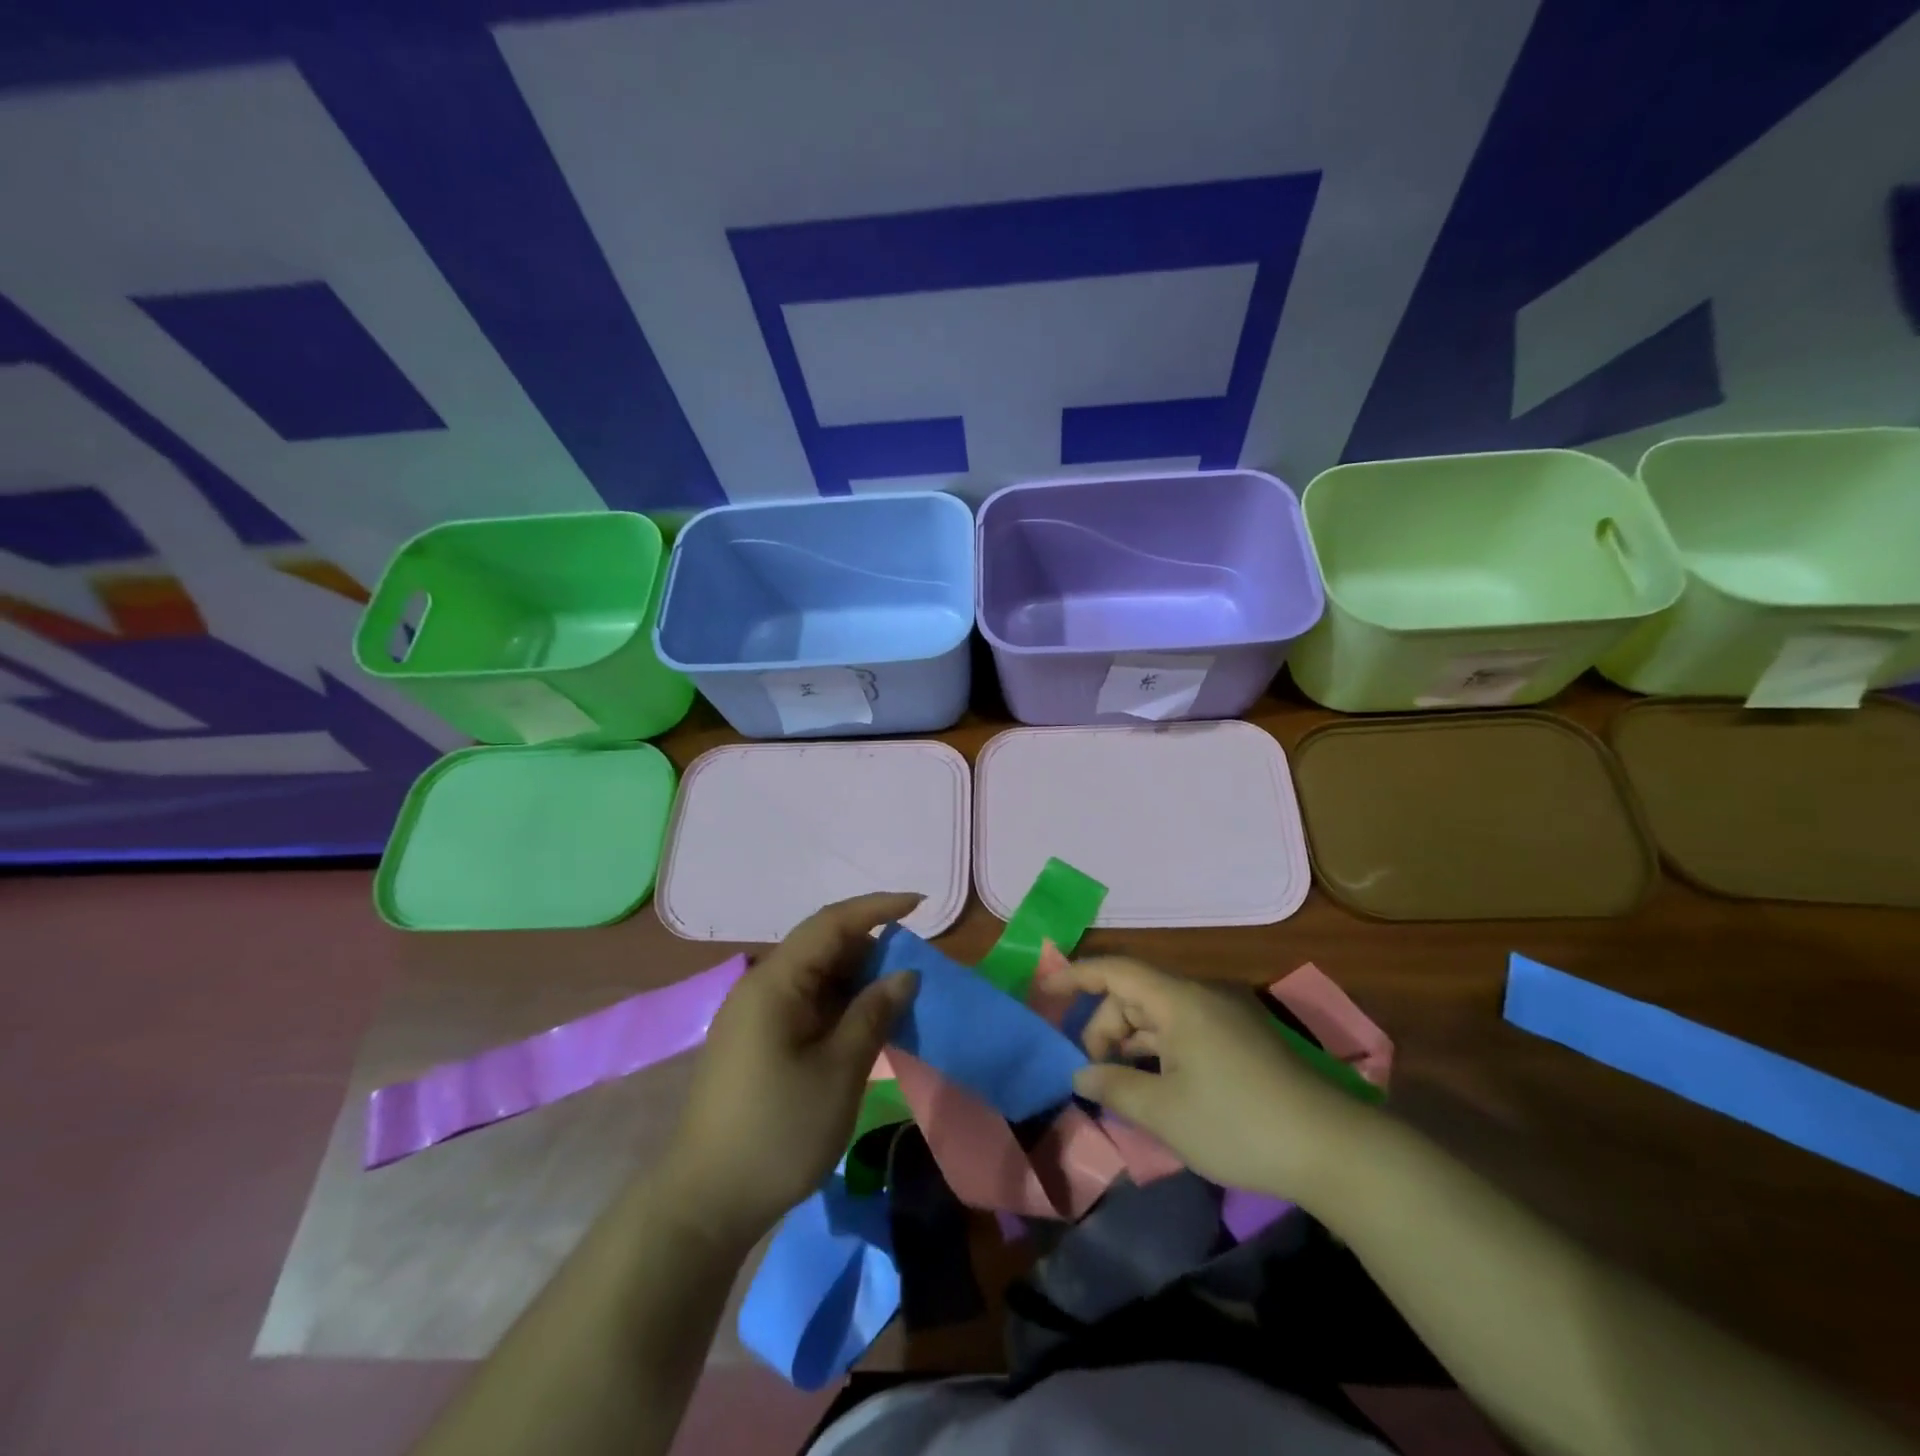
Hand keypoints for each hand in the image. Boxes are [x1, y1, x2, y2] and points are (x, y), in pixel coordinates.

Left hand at [661, 894, 919, 1246]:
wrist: (705, 1204)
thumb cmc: (777, 1132)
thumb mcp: (839, 1072)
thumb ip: (873, 1014)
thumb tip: (904, 974)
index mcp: (775, 982)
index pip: (831, 923)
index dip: (877, 907)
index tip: (920, 905)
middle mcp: (761, 987)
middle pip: (823, 947)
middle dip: (872, 949)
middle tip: (916, 967)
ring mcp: (755, 1016)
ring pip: (816, 977)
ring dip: (858, 980)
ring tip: (899, 998)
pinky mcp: (757, 1042)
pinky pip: (806, 1004)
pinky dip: (840, 1006)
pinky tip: (866, 1025)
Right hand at [1046, 955, 1373, 1200]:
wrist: (1331, 1149)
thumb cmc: (1237, 1123)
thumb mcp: (1163, 1112)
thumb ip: (1114, 1087)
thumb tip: (1080, 1075)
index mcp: (1179, 1001)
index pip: (1116, 970)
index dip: (1077, 976)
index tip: (1046, 992)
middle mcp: (1200, 998)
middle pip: (1135, 996)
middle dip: (1104, 1028)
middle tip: (1092, 1076)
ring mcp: (1223, 1019)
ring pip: (1159, 1017)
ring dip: (1131, 1045)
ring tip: (1118, 1087)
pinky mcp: (1240, 1043)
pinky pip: (1183, 1034)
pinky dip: (1159, 1054)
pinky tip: (1154, 1089)